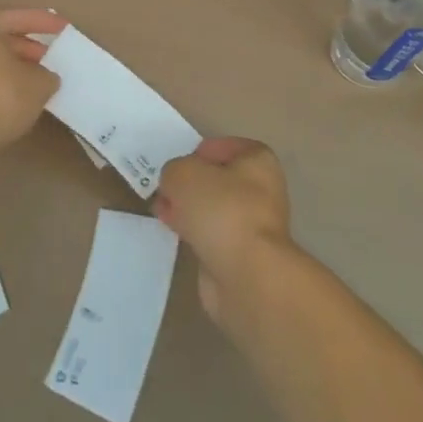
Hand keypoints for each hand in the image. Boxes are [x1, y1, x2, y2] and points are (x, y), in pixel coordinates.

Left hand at [0, 9, 66, 148]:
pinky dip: (2, 82)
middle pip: (2, 38)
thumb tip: (44, 77)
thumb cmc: (1, 95)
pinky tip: (21, 95)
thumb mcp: (39, 83)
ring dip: (16, 67)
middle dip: (30, 48)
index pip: (20, 18)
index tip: (65, 30)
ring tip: (41, 79)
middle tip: (53, 58)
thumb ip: (47, 74)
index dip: (47, 23)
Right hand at [155, 138, 291, 324]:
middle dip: (190, 183)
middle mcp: (262, 189)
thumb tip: (173, 182)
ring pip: (213, 208)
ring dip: (189, 209)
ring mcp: (253, 224)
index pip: (225, 147)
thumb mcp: (184, 174)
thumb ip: (173, 170)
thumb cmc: (221, 209)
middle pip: (218, 179)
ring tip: (161, 210)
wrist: (246, 274)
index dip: (199, 152)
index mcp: (258, 161)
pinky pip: (211, 234)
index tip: (177, 164)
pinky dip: (194, 232)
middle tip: (164, 188)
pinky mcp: (241, 254)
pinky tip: (174, 232)